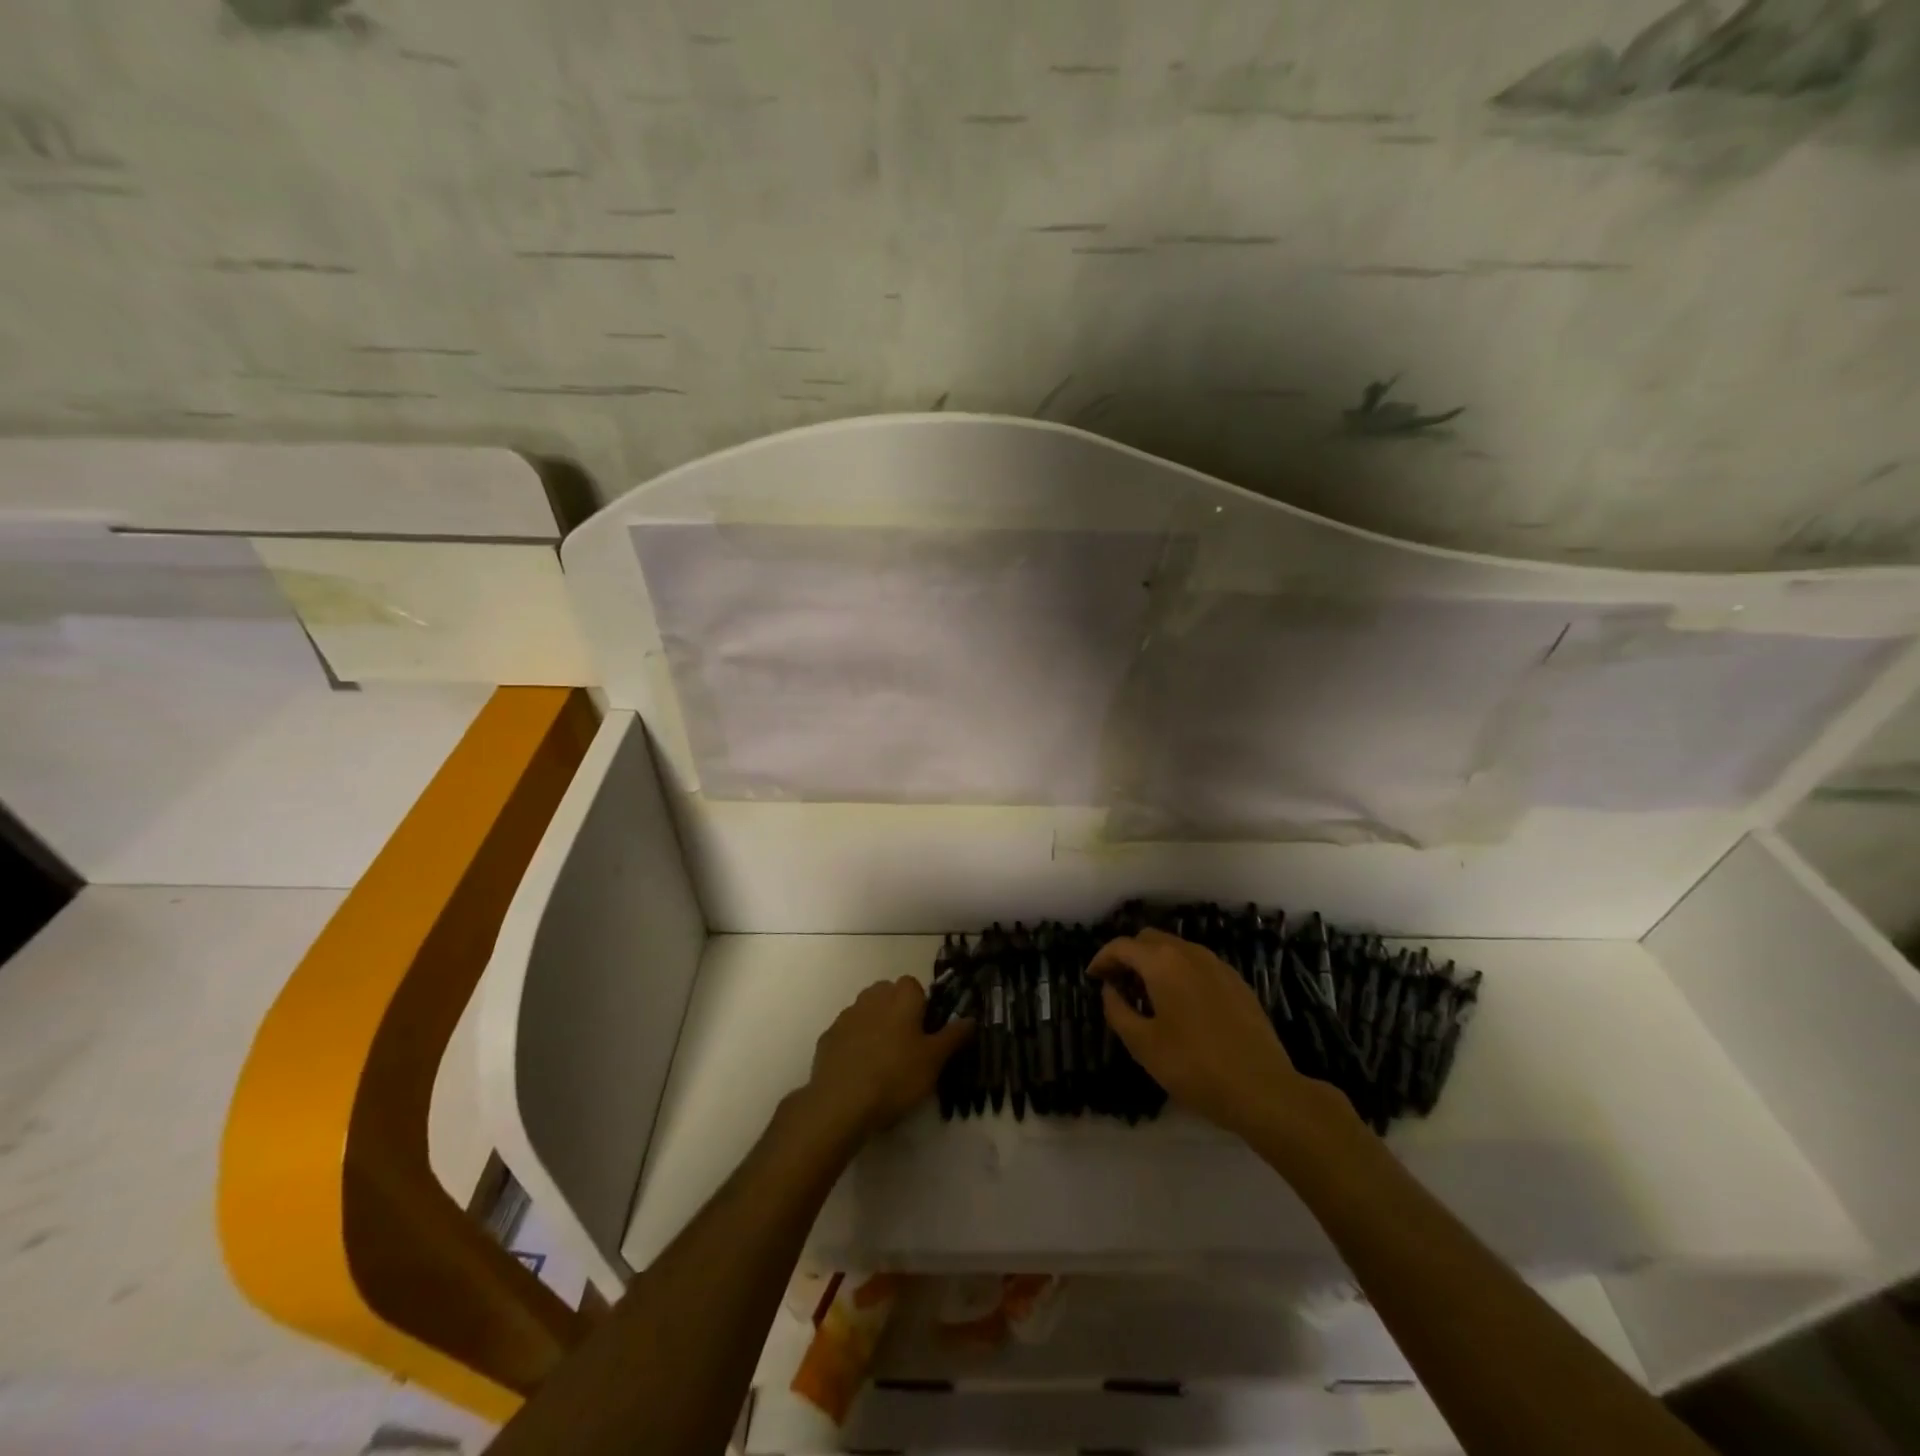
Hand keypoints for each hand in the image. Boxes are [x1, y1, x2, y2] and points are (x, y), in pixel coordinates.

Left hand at [799, 977, 973, 1141]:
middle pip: (888, 994)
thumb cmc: (896, 1076)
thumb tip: (971, 1018)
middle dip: (897, 1011)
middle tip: (907, 1045)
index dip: (921, 1005)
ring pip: (866, 1011)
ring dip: (875, 1025)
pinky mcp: (828, 1036)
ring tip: (882, 1059)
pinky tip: (859, 1069)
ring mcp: (847, 1015)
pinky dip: (854, 1043)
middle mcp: (873, 997)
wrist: (841, 1102)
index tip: (925, 1031)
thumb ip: (953, 1036)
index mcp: (901, 997)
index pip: (914, 986)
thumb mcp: (934, 1060)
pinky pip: (847, 1032)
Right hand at [1087, 929, 1352, 1143]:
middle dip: (1128, 956)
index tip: (1093, 978)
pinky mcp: (1237, 983)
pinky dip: (1180, 973)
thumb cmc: (1194, 1067)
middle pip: (1150, 940)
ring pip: (1176, 950)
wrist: (1263, 1089)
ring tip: (1147, 996)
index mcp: (1163, 962)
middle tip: (1117, 985)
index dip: (1102, 958)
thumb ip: (1118, 1010)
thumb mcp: (1143, 1044)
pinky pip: (1198, 965)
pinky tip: (1180, 1004)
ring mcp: (1218, 966)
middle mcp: (1190, 953)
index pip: (1122, 946)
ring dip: (1155, 963)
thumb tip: (1110, 989)